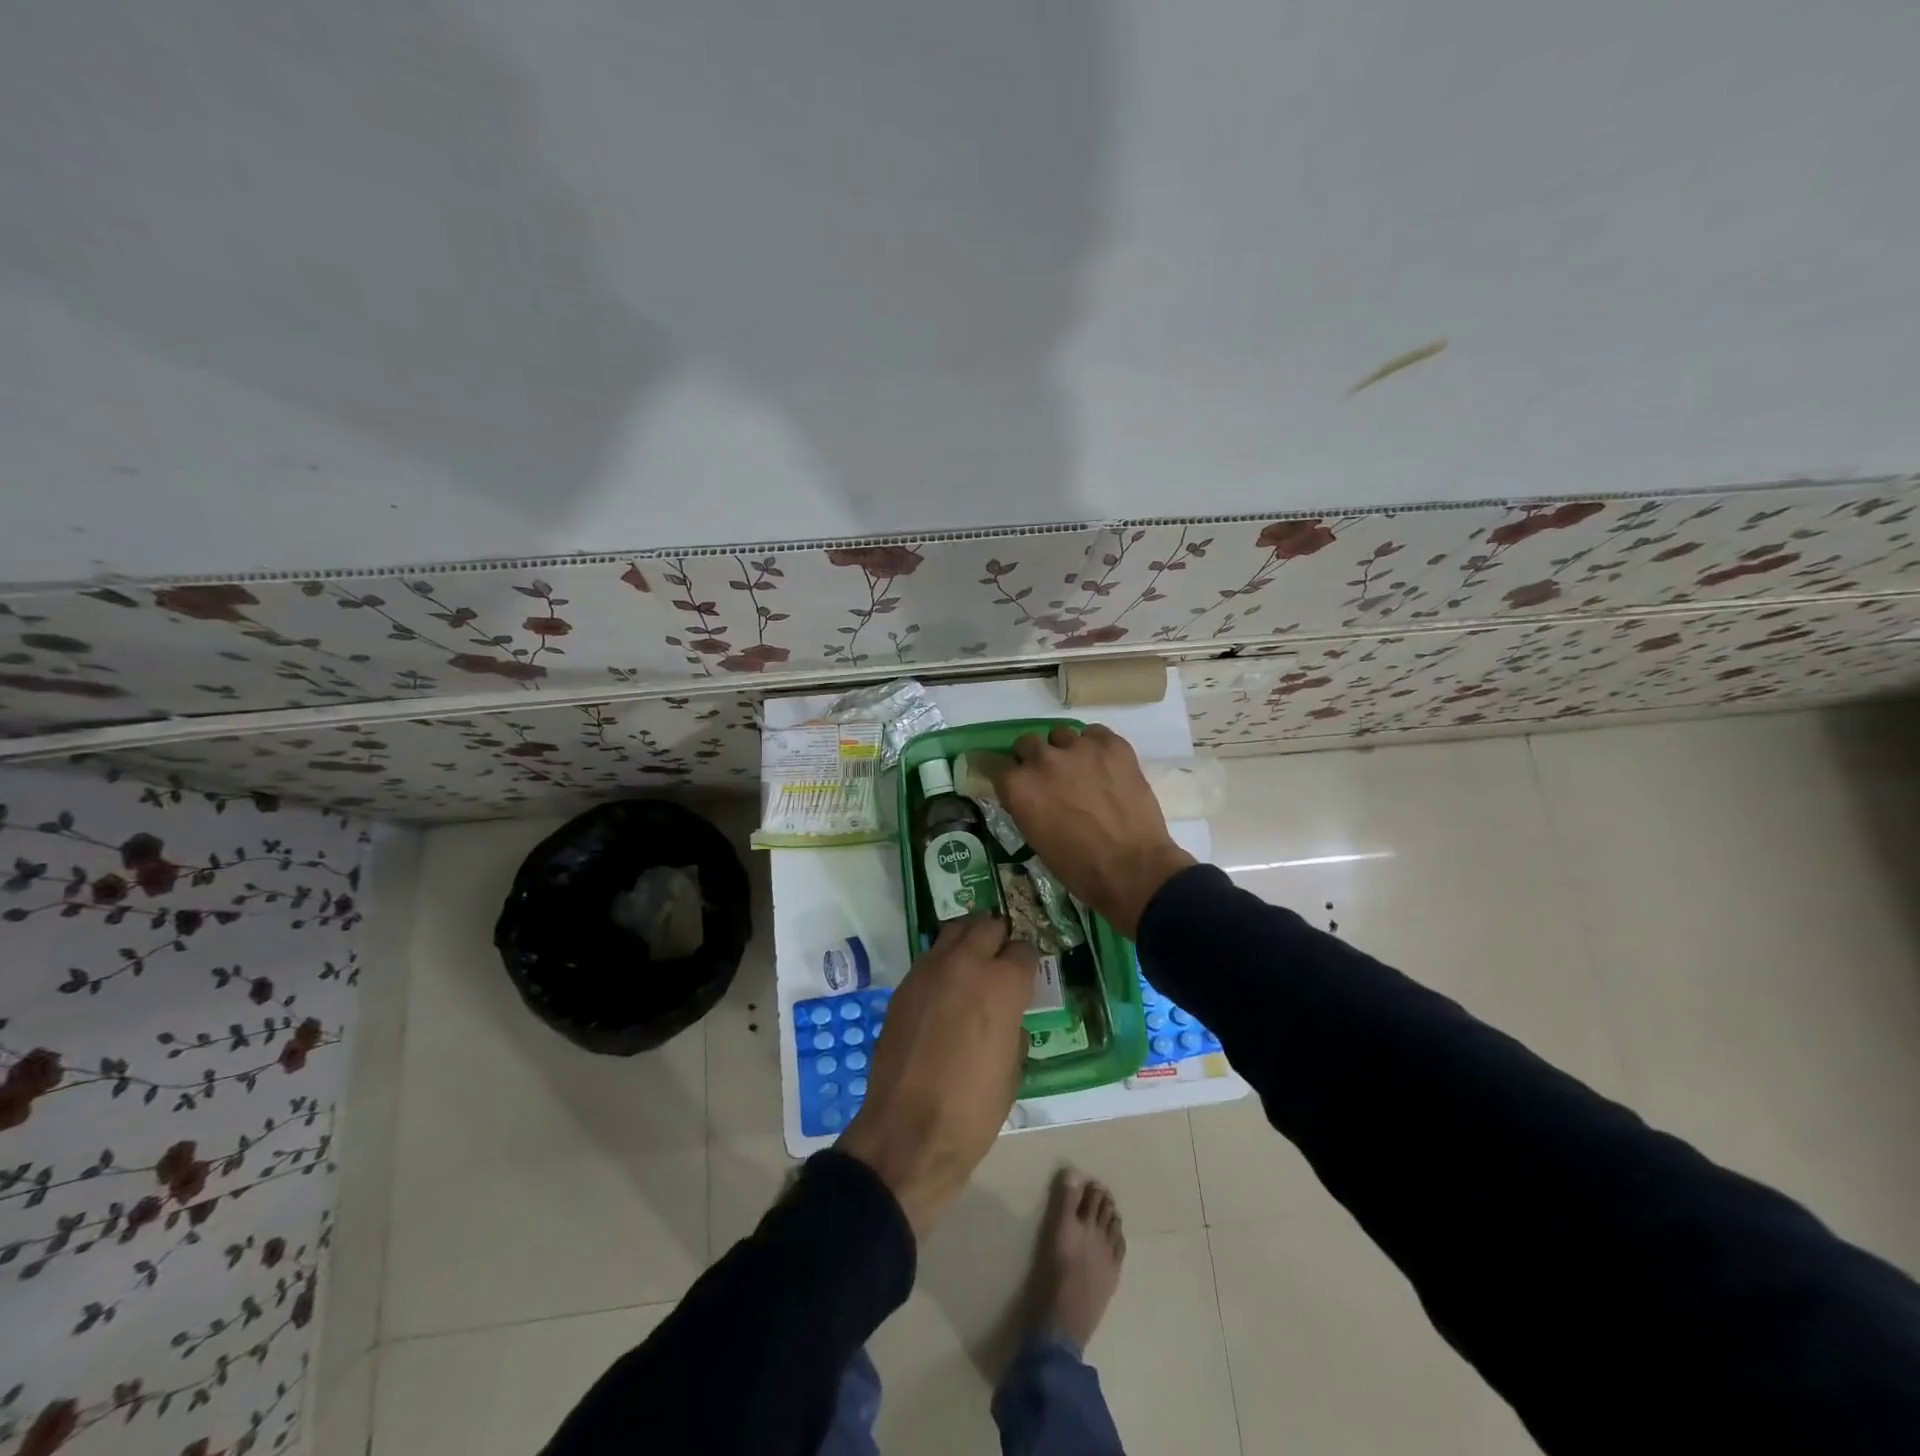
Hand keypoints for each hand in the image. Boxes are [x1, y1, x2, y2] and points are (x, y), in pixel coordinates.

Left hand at [838, 916, 1035, 1237]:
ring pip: (954, 931)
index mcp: (1003, 983)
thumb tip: (1007, 1015)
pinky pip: (930, 957)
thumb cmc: (973, 1108)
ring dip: (969, 939)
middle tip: (1002, 959)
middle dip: (999, 938)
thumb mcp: (1013, 1069)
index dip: (1028, 963)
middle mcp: (966, 964)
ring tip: (974, 962)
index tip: (1027, 976)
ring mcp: (929, 970)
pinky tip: (946, 989)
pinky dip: (943, 962)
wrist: (908, 1132)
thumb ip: (1013, 1027)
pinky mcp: (904, 986)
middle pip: (987, 926)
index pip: (1024, 950)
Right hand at [992, 724, 1196, 937]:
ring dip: (1065, 751)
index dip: (1014, 779)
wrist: (1132, 869)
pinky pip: (1095, 733)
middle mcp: (1042, 759)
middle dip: (1035, 759)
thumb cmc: (1078, 866)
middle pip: (1028, 743)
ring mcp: (1078, 748)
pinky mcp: (1111, 745)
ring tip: (1083, 772)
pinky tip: (1106, 767)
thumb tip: (1030, 795)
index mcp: (1018, 786)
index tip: (1024, 789)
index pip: (1001, 767)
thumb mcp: (1035, 838)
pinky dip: (1096, 747)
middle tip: (1051, 779)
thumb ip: (1026, 806)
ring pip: (1061, 735)